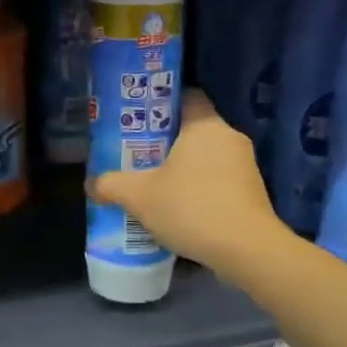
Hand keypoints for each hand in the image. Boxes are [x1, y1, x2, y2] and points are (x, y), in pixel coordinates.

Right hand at [90, 90, 279, 274]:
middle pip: (195, 128)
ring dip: (186, 168)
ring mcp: (246, 165)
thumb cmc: (191, 207)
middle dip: (168, 141)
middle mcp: (229, 137)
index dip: (162, 104)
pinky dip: (202, 188)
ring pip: (208, 157)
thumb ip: (112, 185)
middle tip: (139, 154)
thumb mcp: (139, 196)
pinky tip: (182, 208)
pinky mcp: (254, 192)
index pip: (187, 96)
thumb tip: (91, 184)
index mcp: (204, 125)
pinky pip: (221, 180)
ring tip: (157, 184)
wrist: (246, 250)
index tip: (141, 119)